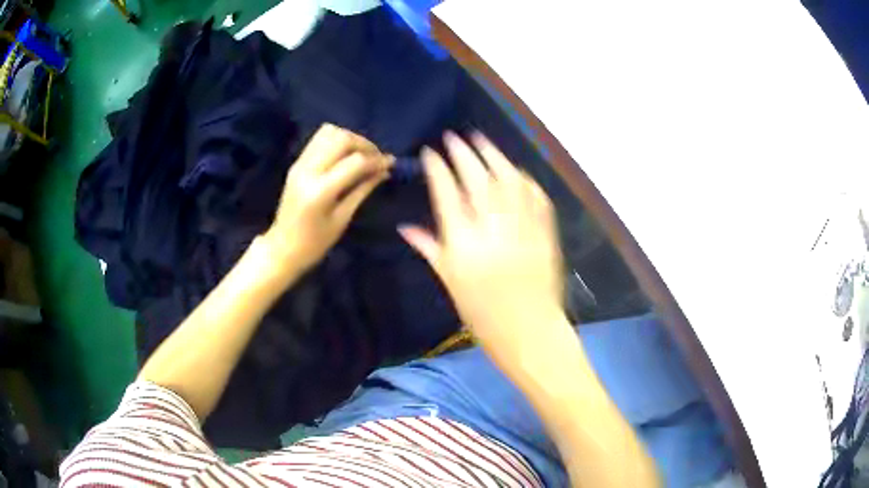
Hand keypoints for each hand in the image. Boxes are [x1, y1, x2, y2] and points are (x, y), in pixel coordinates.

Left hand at [264, 123, 392, 274]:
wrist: (282, 248)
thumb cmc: (315, 243)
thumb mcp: (342, 219)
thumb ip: (363, 189)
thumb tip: (384, 171)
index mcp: (320, 191)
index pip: (355, 162)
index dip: (376, 159)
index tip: (391, 163)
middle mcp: (308, 171)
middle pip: (341, 138)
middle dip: (364, 144)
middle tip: (376, 158)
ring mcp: (299, 164)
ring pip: (329, 132)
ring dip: (350, 139)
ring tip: (361, 155)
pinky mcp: (296, 163)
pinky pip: (319, 140)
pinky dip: (336, 142)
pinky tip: (345, 157)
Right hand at [400, 132, 565, 369]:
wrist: (530, 332)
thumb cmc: (483, 316)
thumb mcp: (450, 283)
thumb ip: (430, 249)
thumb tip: (405, 227)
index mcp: (463, 244)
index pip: (447, 194)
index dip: (438, 169)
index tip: (431, 152)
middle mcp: (492, 230)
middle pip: (477, 179)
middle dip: (463, 153)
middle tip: (454, 137)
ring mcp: (522, 228)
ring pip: (508, 181)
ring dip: (494, 156)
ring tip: (482, 140)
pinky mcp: (545, 232)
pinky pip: (535, 196)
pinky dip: (523, 179)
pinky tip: (514, 169)